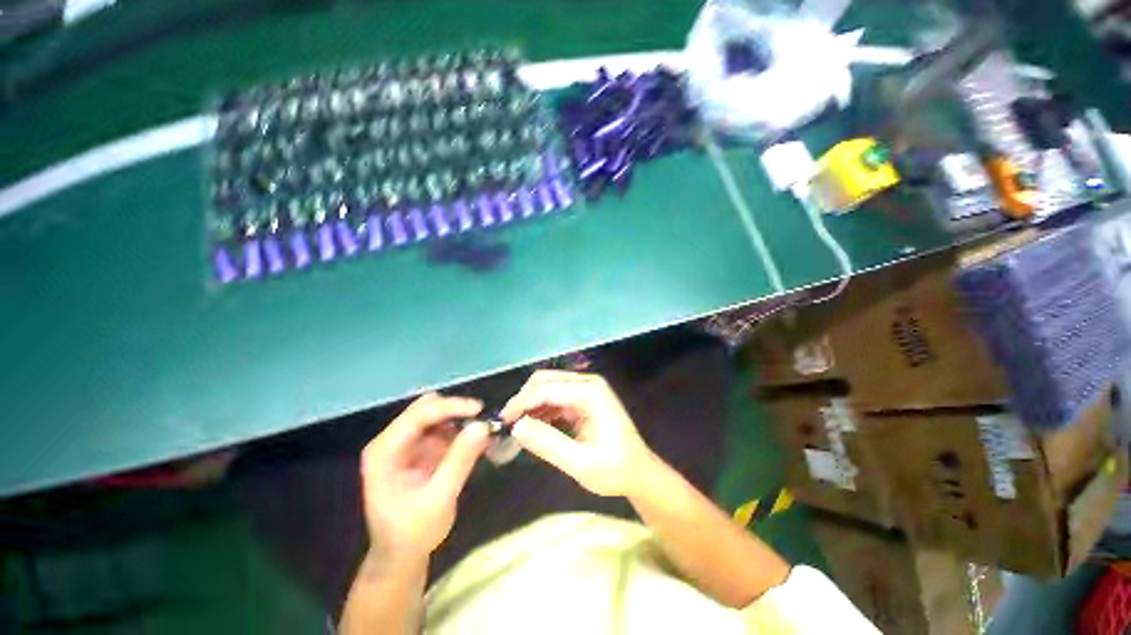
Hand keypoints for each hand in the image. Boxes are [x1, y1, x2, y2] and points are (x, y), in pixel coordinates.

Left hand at [360, 394, 488, 561]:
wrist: (400, 557)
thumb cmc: (413, 532)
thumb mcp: (439, 498)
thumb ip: (460, 460)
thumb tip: (483, 425)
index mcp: (384, 451)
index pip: (419, 414)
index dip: (451, 407)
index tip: (480, 409)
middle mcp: (392, 441)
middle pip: (426, 408)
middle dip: (455, 411)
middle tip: (482, 420)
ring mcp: (405, 444)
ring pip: (436, 415)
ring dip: (459, 420)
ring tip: (482, 433)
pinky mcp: (418, 449)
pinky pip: (442, 429)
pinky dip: (460, 431)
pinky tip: (474, 443)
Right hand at [501, 370, 657, 496]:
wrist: (638, 472)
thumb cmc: (615, 470)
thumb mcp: (581, 464)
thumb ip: (548, 444)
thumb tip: (517, 426)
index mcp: (590, 393)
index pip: (547, 389)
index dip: (521, 402)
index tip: (502, 421)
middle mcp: (587, 383)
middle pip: (545, 380)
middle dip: (524, 399)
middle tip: (508, 424)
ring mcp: (585, 389)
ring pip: (547, 387)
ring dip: (530, 404)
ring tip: (517, 428)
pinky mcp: (582, 398)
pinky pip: (554, 397)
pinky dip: (540, 409)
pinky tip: (533, 427)